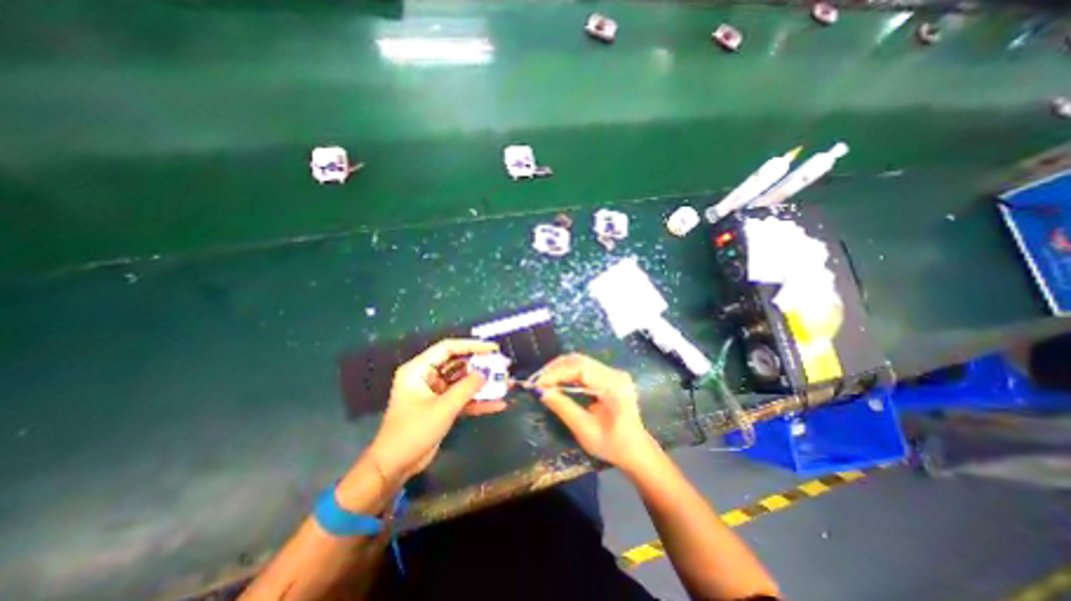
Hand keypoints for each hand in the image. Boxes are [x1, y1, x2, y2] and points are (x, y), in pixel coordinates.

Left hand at [372, 340, 506, 480]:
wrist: (395, 467)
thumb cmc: (413, 432)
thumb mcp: (442, 408)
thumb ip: (466, 388)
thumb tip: (486, 373)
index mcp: (419, 369)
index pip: (448, 348)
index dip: (471, 345)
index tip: (492, 348)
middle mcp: (427, 376)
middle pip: (457, 363)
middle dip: (479, 365)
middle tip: (501, 365)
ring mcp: (435, 392)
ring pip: (462, 381)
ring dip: (481, 384)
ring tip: (504, 382)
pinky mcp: (442, 406)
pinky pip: (462, 398)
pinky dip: (478, 401)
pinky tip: (497, 404)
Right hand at [532, 351, 657, 472]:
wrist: (636, 451)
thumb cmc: (612, 445)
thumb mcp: (584, 429)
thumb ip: (562, 407)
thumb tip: (539, 391)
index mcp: (613, 385)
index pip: (579, 368)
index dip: (555, 373)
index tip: (536, 383)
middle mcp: (614, 373)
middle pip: (579, 360)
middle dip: (554, 368)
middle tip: (536, 380)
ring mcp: (613, 372)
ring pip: (580, 361)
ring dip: (559, 369)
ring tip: (542, 380)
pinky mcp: (609, 376)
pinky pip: (584, 367)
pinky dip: (567, 372)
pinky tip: (556, 381)